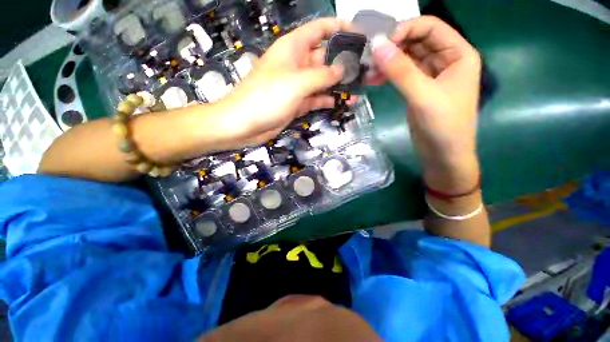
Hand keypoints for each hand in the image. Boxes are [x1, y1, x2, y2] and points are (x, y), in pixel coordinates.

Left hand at [214, 18, 352, 148]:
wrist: (245, 124)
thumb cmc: (267, 98)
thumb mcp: (296, 83)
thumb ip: (321, 75)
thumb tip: (341, 70)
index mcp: (293, 48)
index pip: (319, 29)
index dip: (339, 27)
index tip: (359, 35)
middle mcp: (296, 64)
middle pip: (324, 57)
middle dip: (343, 62)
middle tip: (365, 70)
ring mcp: (297, 85)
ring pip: (322, 80)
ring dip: (338, 84)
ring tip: (359, 89)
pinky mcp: (297, 103)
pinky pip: (316, 98)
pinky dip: (328, 99)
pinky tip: (343, 102)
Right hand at [370, 16, 481, 192]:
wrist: (442, 156)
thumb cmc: (443, 126)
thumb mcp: (423, 96)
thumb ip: (400, 71)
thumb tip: (377, 45)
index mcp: (458, 54)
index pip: (431, 27)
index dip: (406, 29)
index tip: (382, 44)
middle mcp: (445, 60)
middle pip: (416, 41)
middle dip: (393, 47)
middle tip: (369, 58)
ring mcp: (429, 76)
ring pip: (406, 59)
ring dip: (387, 62)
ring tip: (367, 72)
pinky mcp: (417, 90)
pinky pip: (401, 75)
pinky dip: (387, 75)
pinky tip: (373, 80)